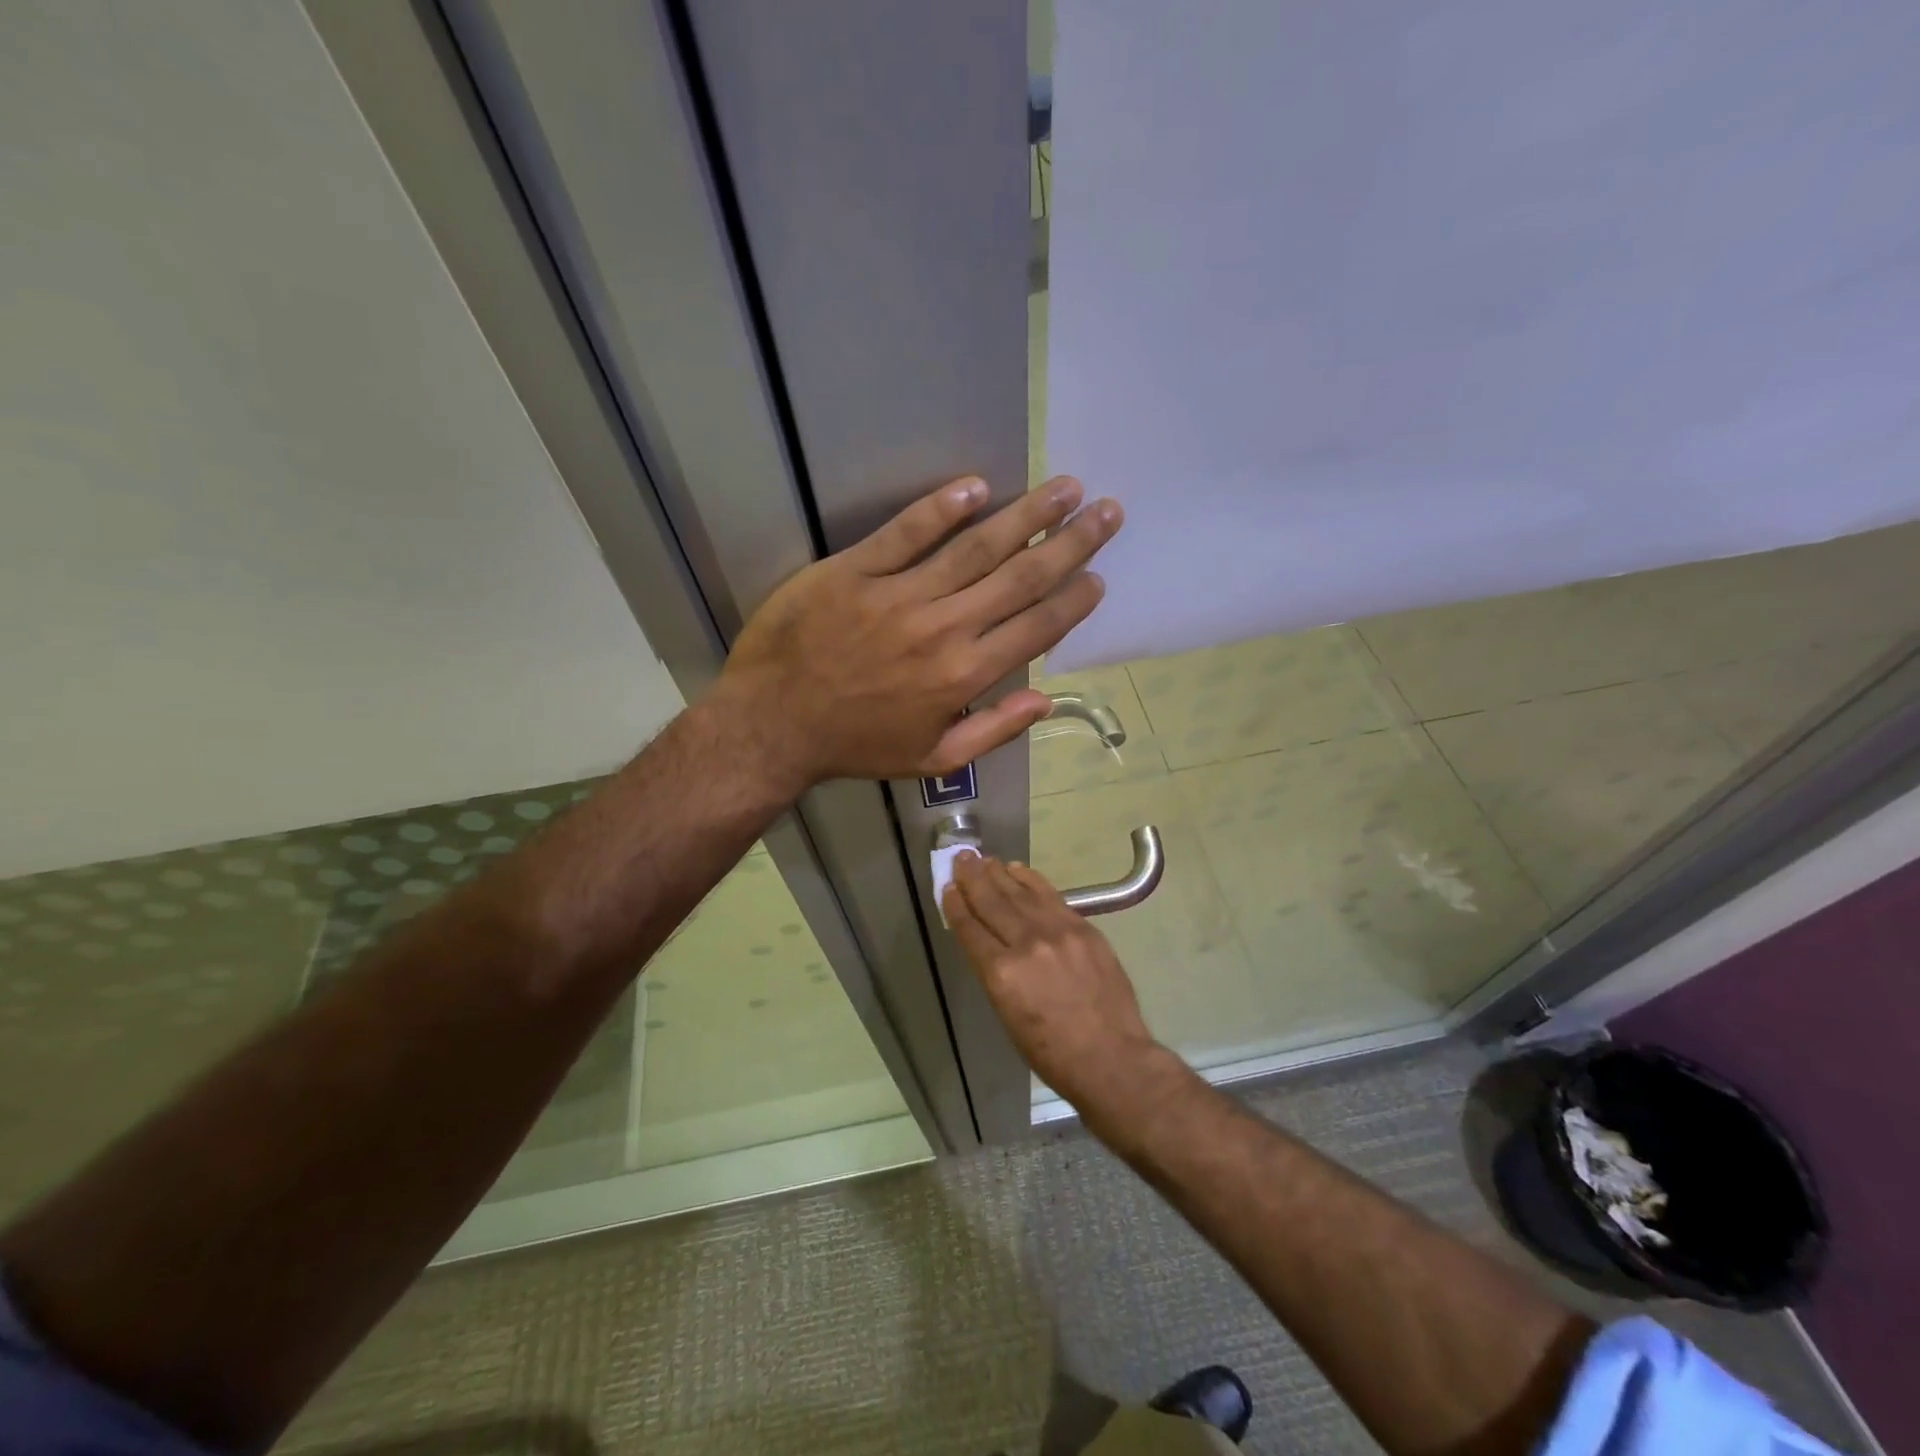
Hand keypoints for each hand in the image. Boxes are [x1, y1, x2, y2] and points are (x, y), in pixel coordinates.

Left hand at [716, 475, 1121, 785]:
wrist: (772, 726)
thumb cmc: (856, 747)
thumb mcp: (933, 760)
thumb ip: (993, 730)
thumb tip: (1046, 701)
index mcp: (964, 675)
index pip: (1036, 626)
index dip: (1073, 598)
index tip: (1098, 575)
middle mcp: (943, 628)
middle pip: (1020, 576)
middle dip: (1070, 542)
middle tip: (1105, 511)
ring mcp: (898, 595)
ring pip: (975, 547)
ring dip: (1025, 515)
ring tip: (1065, 488)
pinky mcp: (854, 571)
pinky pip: (905, 533)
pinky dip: (940, 508)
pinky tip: (976, 486)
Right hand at [942, 853, 1159, 1110]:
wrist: (1111, 1057)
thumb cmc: (1051, 1052)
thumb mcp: (1007, 1016)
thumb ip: (994, 973)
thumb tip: (987, 943)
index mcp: (1000, 974)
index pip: (970, 929)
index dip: (956, 905)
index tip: (947, 887)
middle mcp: (1026, 944)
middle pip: (992, 903)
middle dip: (972, 879)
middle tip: (960, 859)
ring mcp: (1057, 932)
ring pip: (1019, 893)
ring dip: (998, 874)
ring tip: (983, 859)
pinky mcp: (1082, 927)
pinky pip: (1050, 895)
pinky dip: (1031, 879)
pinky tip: (1017, 869)